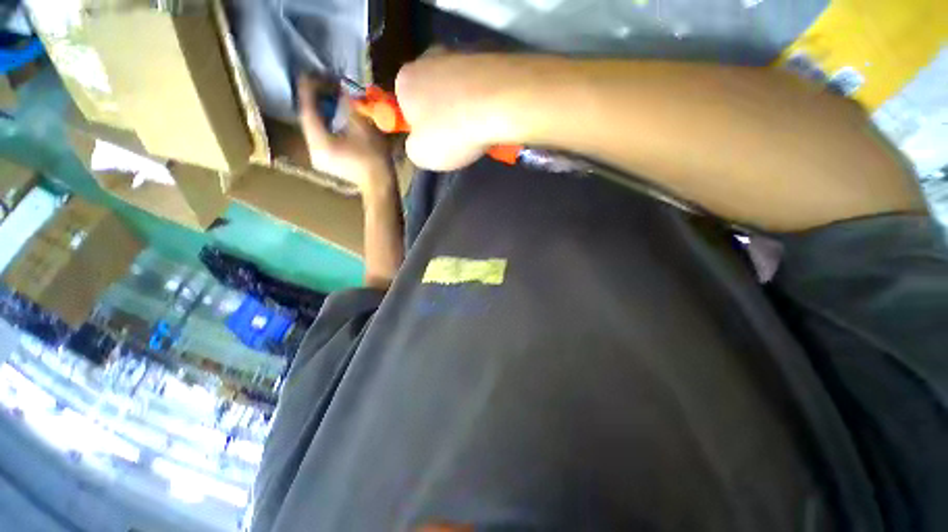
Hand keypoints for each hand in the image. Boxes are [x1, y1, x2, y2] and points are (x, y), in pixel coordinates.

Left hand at [298, 76, 391, 189]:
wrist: (380, 185)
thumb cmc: (374, 158)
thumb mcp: (364, 128)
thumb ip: (348, 106)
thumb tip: (342, 91)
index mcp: (320, 141)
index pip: (307, 109)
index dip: (310, 89)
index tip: (315, 74)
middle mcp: (312, 149)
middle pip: (308, 118)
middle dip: (315, 99)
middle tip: (326, 85)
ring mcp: (318, 157)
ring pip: (313, 127)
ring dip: (320, 111)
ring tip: (330, 98)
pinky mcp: (325, 161)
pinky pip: (319, 136)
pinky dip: (325, 124)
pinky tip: (333, 117)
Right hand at [396, 55, 530, 170]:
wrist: (499, 104)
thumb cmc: (452, 132)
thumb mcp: (421, 155)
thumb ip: (413, 148)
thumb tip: (420, 142)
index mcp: (405, 80)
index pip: (404, 104)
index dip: (418, 126)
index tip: (433, 140)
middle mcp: (429, 58)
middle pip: (431, 93)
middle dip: (441, 115)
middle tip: (456, 137)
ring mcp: (460, 54)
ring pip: (457, 88)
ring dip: (464, 107)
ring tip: (477, 129)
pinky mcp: (488, 56)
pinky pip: (479, 85)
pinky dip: (482, 100)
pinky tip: (491, 116)